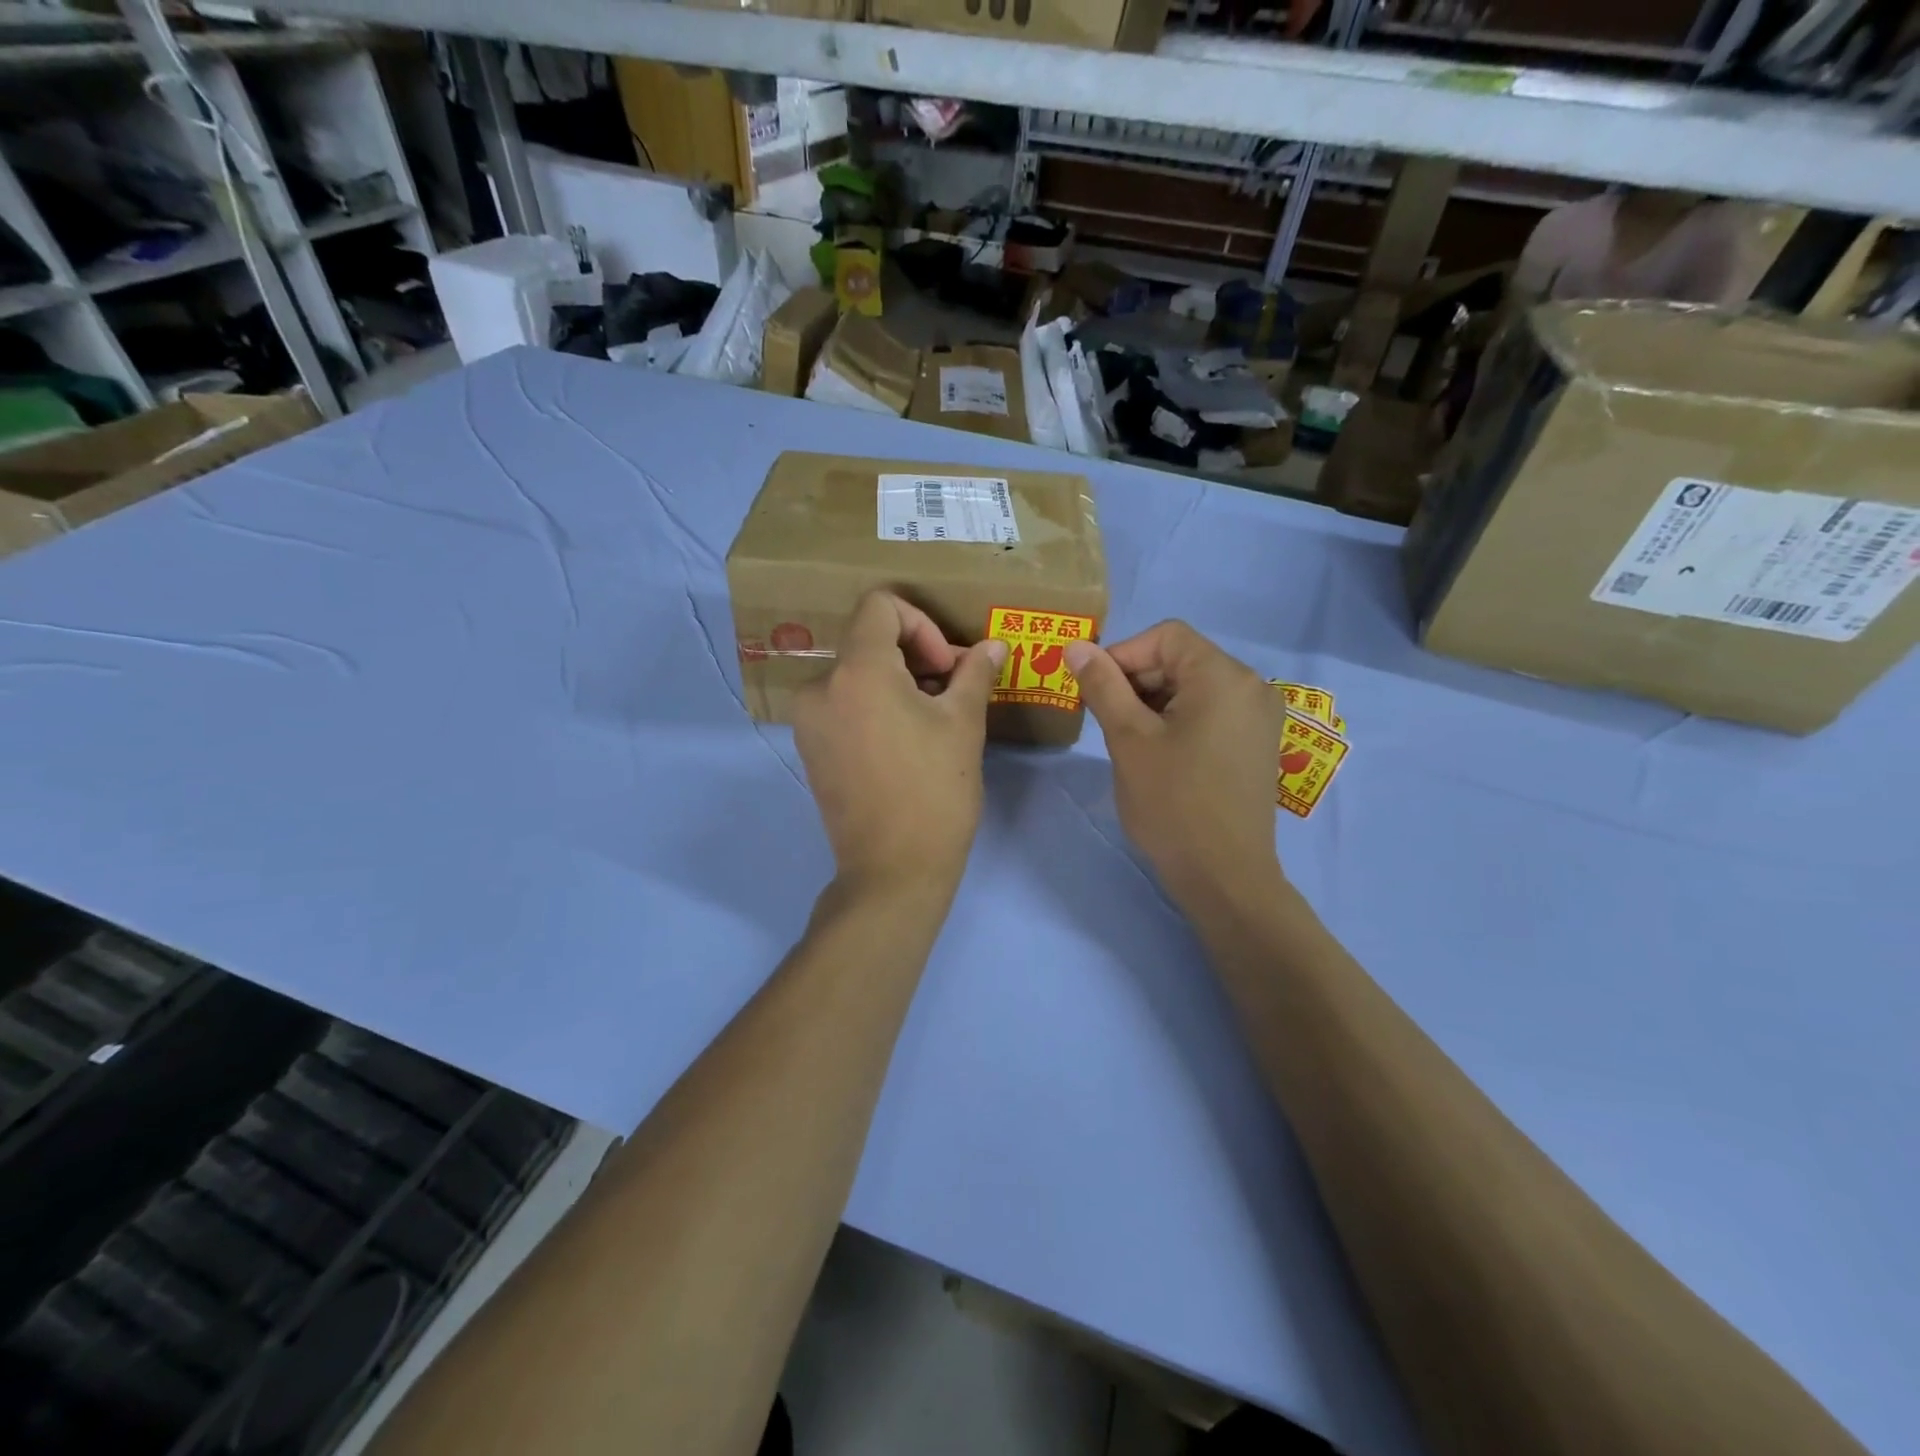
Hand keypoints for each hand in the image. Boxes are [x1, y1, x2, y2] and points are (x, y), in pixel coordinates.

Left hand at [793, 591, 1006, 902]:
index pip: (880, 606)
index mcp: (857, 670)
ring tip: (931, 719)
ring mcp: (808, 720)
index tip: (946, 667)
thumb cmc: (935, 791)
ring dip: (896, 682)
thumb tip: (991, 647)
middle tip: (950, 691)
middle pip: (867, 640)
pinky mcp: (809, 748)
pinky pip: (843, 703)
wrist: (893, 871)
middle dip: (914, 655)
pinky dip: (874, 705)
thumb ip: (975, 673)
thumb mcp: (964, 724)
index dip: (922, 624)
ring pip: (855, 673)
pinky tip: (904, 741)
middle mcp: (820, 686)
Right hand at [1065, 623, 1284, 909]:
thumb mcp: (1128, 739)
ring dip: (1154, 702)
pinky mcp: (1257, 744)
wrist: (1225, 877)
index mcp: (1224, 676)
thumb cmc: (1172, 804)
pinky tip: (1157, 753)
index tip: (1093, 691)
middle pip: (1182, 659)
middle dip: (1137, 681)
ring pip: (1194, 687)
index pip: (1165, 636)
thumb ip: (1102, 685)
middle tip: (1105, 719)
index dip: (1122, 655)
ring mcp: (1260, 717)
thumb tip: (1076, 646)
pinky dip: (1178, 720)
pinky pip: (1211, 712)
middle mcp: (1251, 686)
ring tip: (1128, 741)